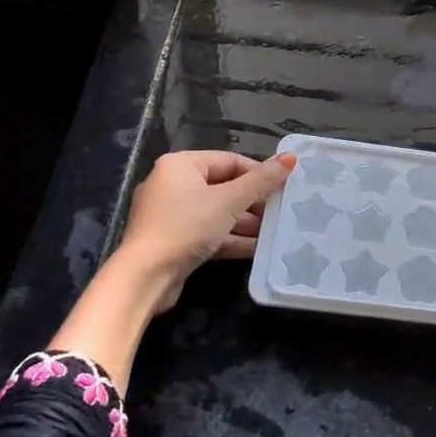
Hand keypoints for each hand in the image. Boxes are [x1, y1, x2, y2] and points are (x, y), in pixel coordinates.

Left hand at [49, 150, 294, 391]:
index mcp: (181, 165)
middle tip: (281, 212)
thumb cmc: (186, 227)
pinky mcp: (173, 241)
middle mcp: (173, 184)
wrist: (144, 278)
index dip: (259, 173)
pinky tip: (257, 249)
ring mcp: (171, 215)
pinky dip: (230, 239)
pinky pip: (207, 232)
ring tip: (274, 232)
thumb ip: (262, 181)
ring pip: (216, 213)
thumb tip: (291, 158)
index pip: (230, 161)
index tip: (283, 188)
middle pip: (223, 187)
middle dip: (253, 202)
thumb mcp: (229, 201)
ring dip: (245, 223)